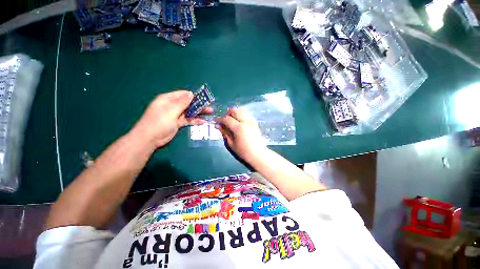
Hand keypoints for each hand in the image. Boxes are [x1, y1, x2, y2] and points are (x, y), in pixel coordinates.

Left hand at [131, 90, 210, 147]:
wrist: (150, 138)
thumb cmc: (159, 121)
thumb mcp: (171, 110)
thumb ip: (182, 102)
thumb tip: (191, 94)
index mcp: (168, 99)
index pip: (183, 94)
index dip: (194, 95)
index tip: (204, 98)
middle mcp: (172, 106)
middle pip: (188, 103)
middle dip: (199, 104)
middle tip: (209, 106)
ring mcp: (175, 115)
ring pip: (189, 112)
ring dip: (198, 112)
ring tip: (209, 113)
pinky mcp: (177, 123)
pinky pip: (188, 120)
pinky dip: (195, 120)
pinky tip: (203, 121)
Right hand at [217, 108, 266, 160]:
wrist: (258, 154)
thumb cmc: (244, 151)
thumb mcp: (232, 144)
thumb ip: (225, 133)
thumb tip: (218, 126)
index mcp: (239, 128)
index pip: (227, 119)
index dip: (220, 119)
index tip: (216, 121)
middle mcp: (245, 121)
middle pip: (235, 110)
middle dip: (228, 113)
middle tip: (225, 120)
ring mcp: (251, 121)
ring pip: (242, 110)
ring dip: (235, 112)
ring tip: (232, 119)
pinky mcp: (255, 122)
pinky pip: (247, 114)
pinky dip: (241, 114)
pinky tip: (240, 120)